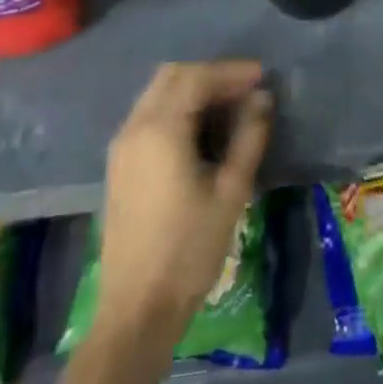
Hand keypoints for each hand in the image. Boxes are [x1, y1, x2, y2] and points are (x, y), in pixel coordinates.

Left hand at [97, 61, 271, 338]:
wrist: (136, 311)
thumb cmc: (188, 251)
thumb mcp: (230, 192)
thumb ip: (249, 138)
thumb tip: (262, 99)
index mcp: (160, 130)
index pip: (197, 78)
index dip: (231, 72)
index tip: (263, 77)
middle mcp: (135, 127)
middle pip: (172, 76)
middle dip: (210, 75)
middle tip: (246, 89)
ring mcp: (122, 146)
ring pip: (158, 93)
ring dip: (193, 89)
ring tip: (229, 106)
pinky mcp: (119, 165)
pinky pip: (149, 115)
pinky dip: (177, 107)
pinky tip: (201, 129)